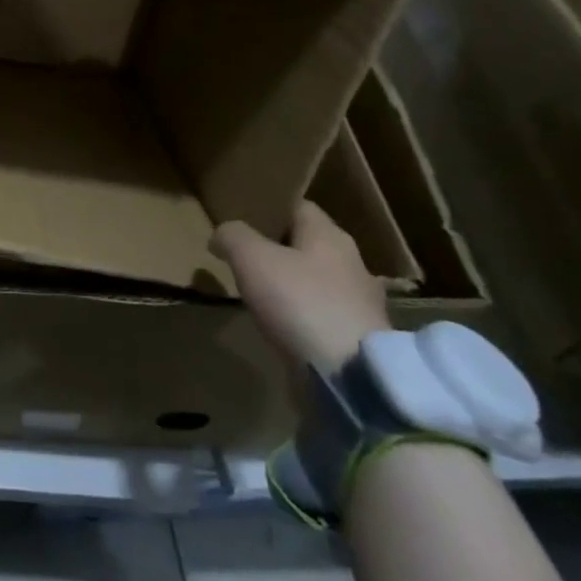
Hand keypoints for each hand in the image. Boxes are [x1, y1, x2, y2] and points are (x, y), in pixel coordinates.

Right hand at [210, 202, 390, 371]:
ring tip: (257, 290)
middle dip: (277, 247)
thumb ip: (232, 236)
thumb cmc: (300, 302)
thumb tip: (221, 234)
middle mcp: (351, 262)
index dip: (269, 208)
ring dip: (290, 282)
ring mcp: (358, 302)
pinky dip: (300, 313)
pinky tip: (280, 323)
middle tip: (242, 254)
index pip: (298, 207)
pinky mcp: (357, 336)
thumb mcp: (251, 258)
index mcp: (329, 235)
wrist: (349, 374)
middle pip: (307, 244)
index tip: (241, 217)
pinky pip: (321, 312)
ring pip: (315, 279)